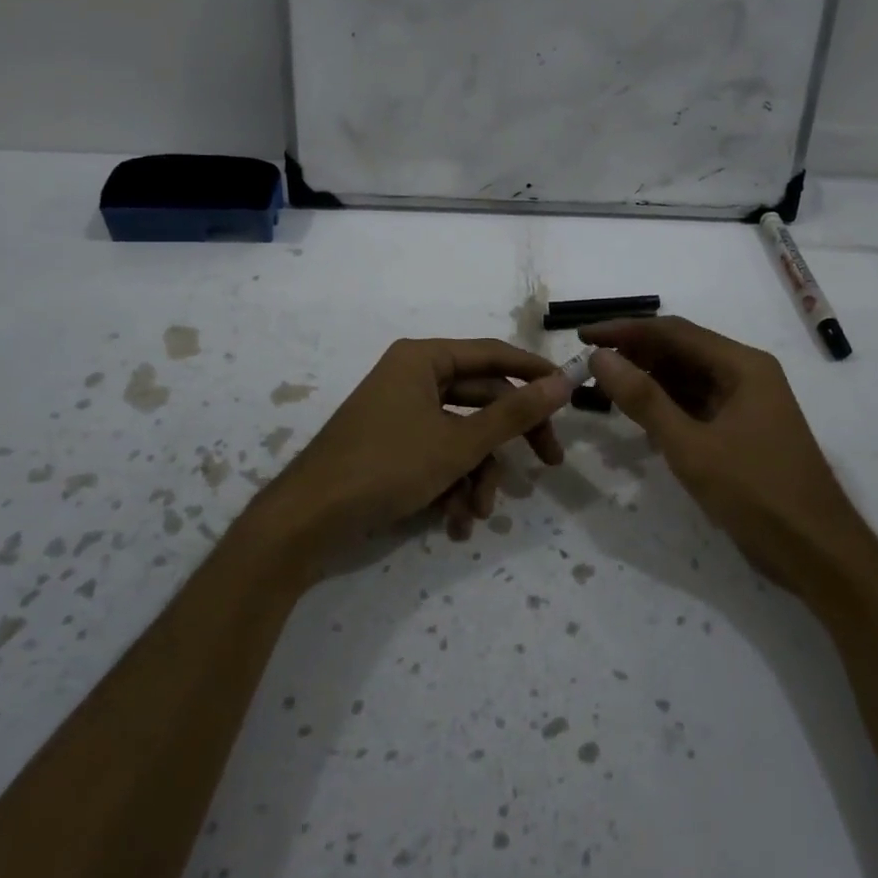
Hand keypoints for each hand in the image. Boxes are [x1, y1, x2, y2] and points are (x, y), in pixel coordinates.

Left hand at [251, 338, 570, 569]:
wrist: (307, 521)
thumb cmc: (386, 467)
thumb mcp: (458, 443)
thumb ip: (514, 414)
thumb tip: (563, 382)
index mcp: (423, 359)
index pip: (494, 355)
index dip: (534, 373)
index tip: (570, 395)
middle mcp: (412, 377)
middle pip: (481, 399)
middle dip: (507, 441)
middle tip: (548, 463)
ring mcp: (400, 413)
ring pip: (461, 435)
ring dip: (477, 475)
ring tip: (476, 513)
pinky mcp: (392, 446)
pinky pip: (436, 455)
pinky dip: (450, 485)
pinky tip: (454, 522)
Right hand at [582, 316, 859, 588]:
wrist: (818, 554)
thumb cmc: (757, 493)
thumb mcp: (691, 446)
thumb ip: (643, 399)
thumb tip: (600, 356)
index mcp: (742, 365)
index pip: (673, 332)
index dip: (625, 330)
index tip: (583, 336)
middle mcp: (745, 374)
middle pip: (680, 351)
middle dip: (634, 354)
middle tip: (588, 364)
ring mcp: (745, 404)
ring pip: (686, 379)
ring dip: (647, 380)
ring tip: (603, 387)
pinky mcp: (741, 431)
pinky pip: (695, 405)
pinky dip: (665, 406)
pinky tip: (637, 417)